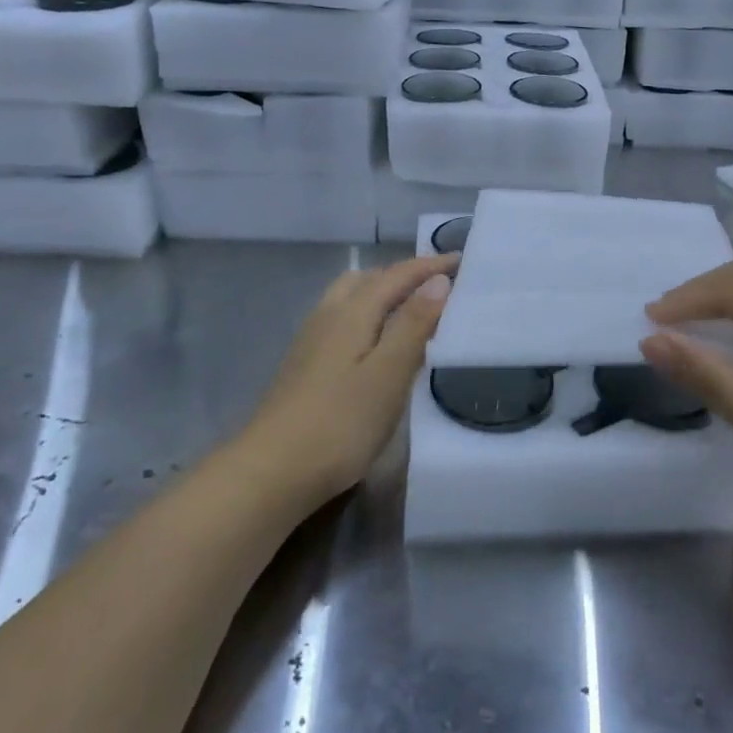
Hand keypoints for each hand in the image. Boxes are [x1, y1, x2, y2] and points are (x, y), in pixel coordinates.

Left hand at [240, 253, 457, 504]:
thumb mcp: (388, 373)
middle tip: (437, 286)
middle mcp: (327, 316)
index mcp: (352, 312)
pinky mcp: (304, 365)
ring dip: (382, 293)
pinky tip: (376, 344)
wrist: (271, 471)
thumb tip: (437, 281)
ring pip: (350, 299)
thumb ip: (413, 324)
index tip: (461, 261)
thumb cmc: (340, 423)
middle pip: (367, 279)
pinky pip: (342, 320)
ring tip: (411, 311)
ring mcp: (310, 341)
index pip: (396, 276)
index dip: (429, 266)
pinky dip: (367, 316)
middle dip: (403, 275)